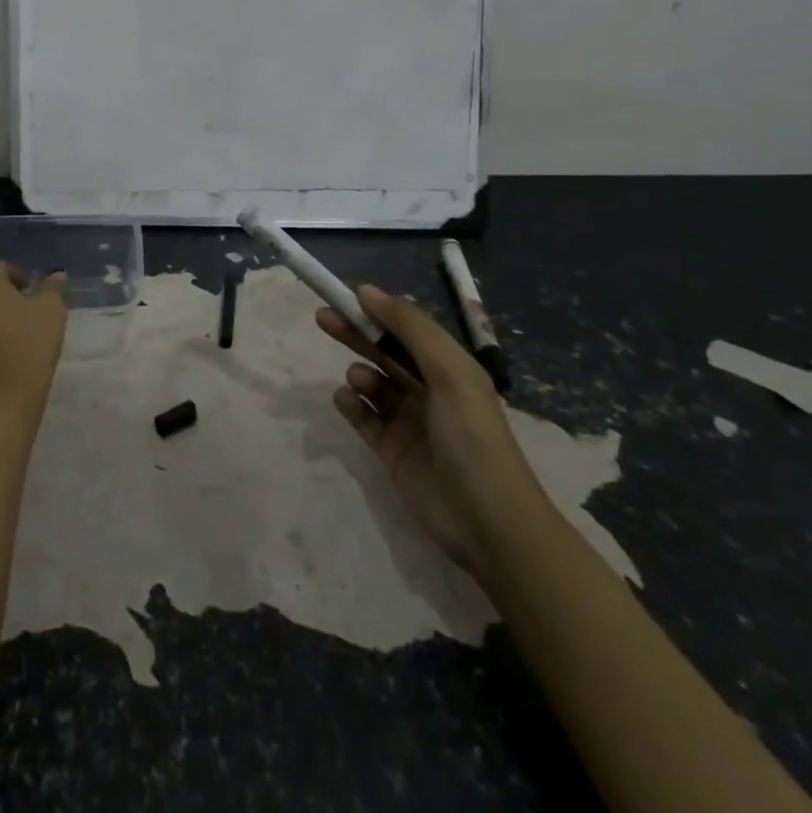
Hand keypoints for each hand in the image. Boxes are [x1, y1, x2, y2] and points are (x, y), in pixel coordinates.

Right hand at [317, 284, 548, 576]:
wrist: (488, 522)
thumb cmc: (473, 437)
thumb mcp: (449, 371)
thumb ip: (410, 327)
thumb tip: (367, 290)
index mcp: (449, 368)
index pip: (407, 328)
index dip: (378, 310)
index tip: (345, 295)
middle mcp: (429, 390)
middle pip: (385, 351)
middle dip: (356, 333)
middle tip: (323, 317)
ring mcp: (409, 422)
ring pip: (374, 384)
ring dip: (360, 373)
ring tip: (359, 381)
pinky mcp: (392, 451)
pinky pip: (364, 418)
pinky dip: (351, 405)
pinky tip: (345, 400)